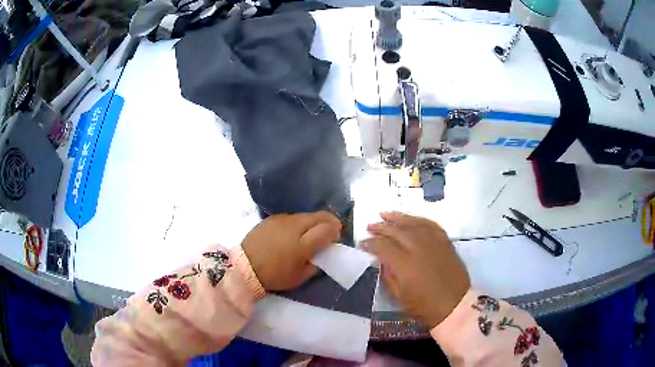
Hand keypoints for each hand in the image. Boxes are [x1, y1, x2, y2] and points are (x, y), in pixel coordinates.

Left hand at [242, 211, 341, 290]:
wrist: (244, 266)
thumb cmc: (274, 275)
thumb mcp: (299, 277)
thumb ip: (316, 264)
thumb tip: (323, 254)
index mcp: (303, 244)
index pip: (327, 229)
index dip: (335, 232)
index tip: (336, 238)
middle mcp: (294, 226)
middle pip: (320, 216)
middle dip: (330, 222)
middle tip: (331, 231)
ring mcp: (282, 219)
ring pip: (306, 215)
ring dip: (314, 222)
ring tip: (311, 233)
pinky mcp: (272, 218)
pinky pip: (292, 217)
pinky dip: (299, 223)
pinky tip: (294, 233)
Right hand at [362, 212, 469, 328]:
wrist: (454, 304)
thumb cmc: (424, 306)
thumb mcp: (399, 296)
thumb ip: (388, 275)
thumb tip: (381, 259)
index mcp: (405, 265)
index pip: (383, 246)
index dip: (370, 243)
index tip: (362, 243)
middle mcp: (419, 248)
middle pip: (396, 231)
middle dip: (381, 228)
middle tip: (369, 226)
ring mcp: (434, 242)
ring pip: (413, 223)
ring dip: (397, 218)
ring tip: (384, 214)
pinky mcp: (445, 241)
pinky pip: (430, 224)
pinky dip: (418, 220)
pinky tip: (410, 219)